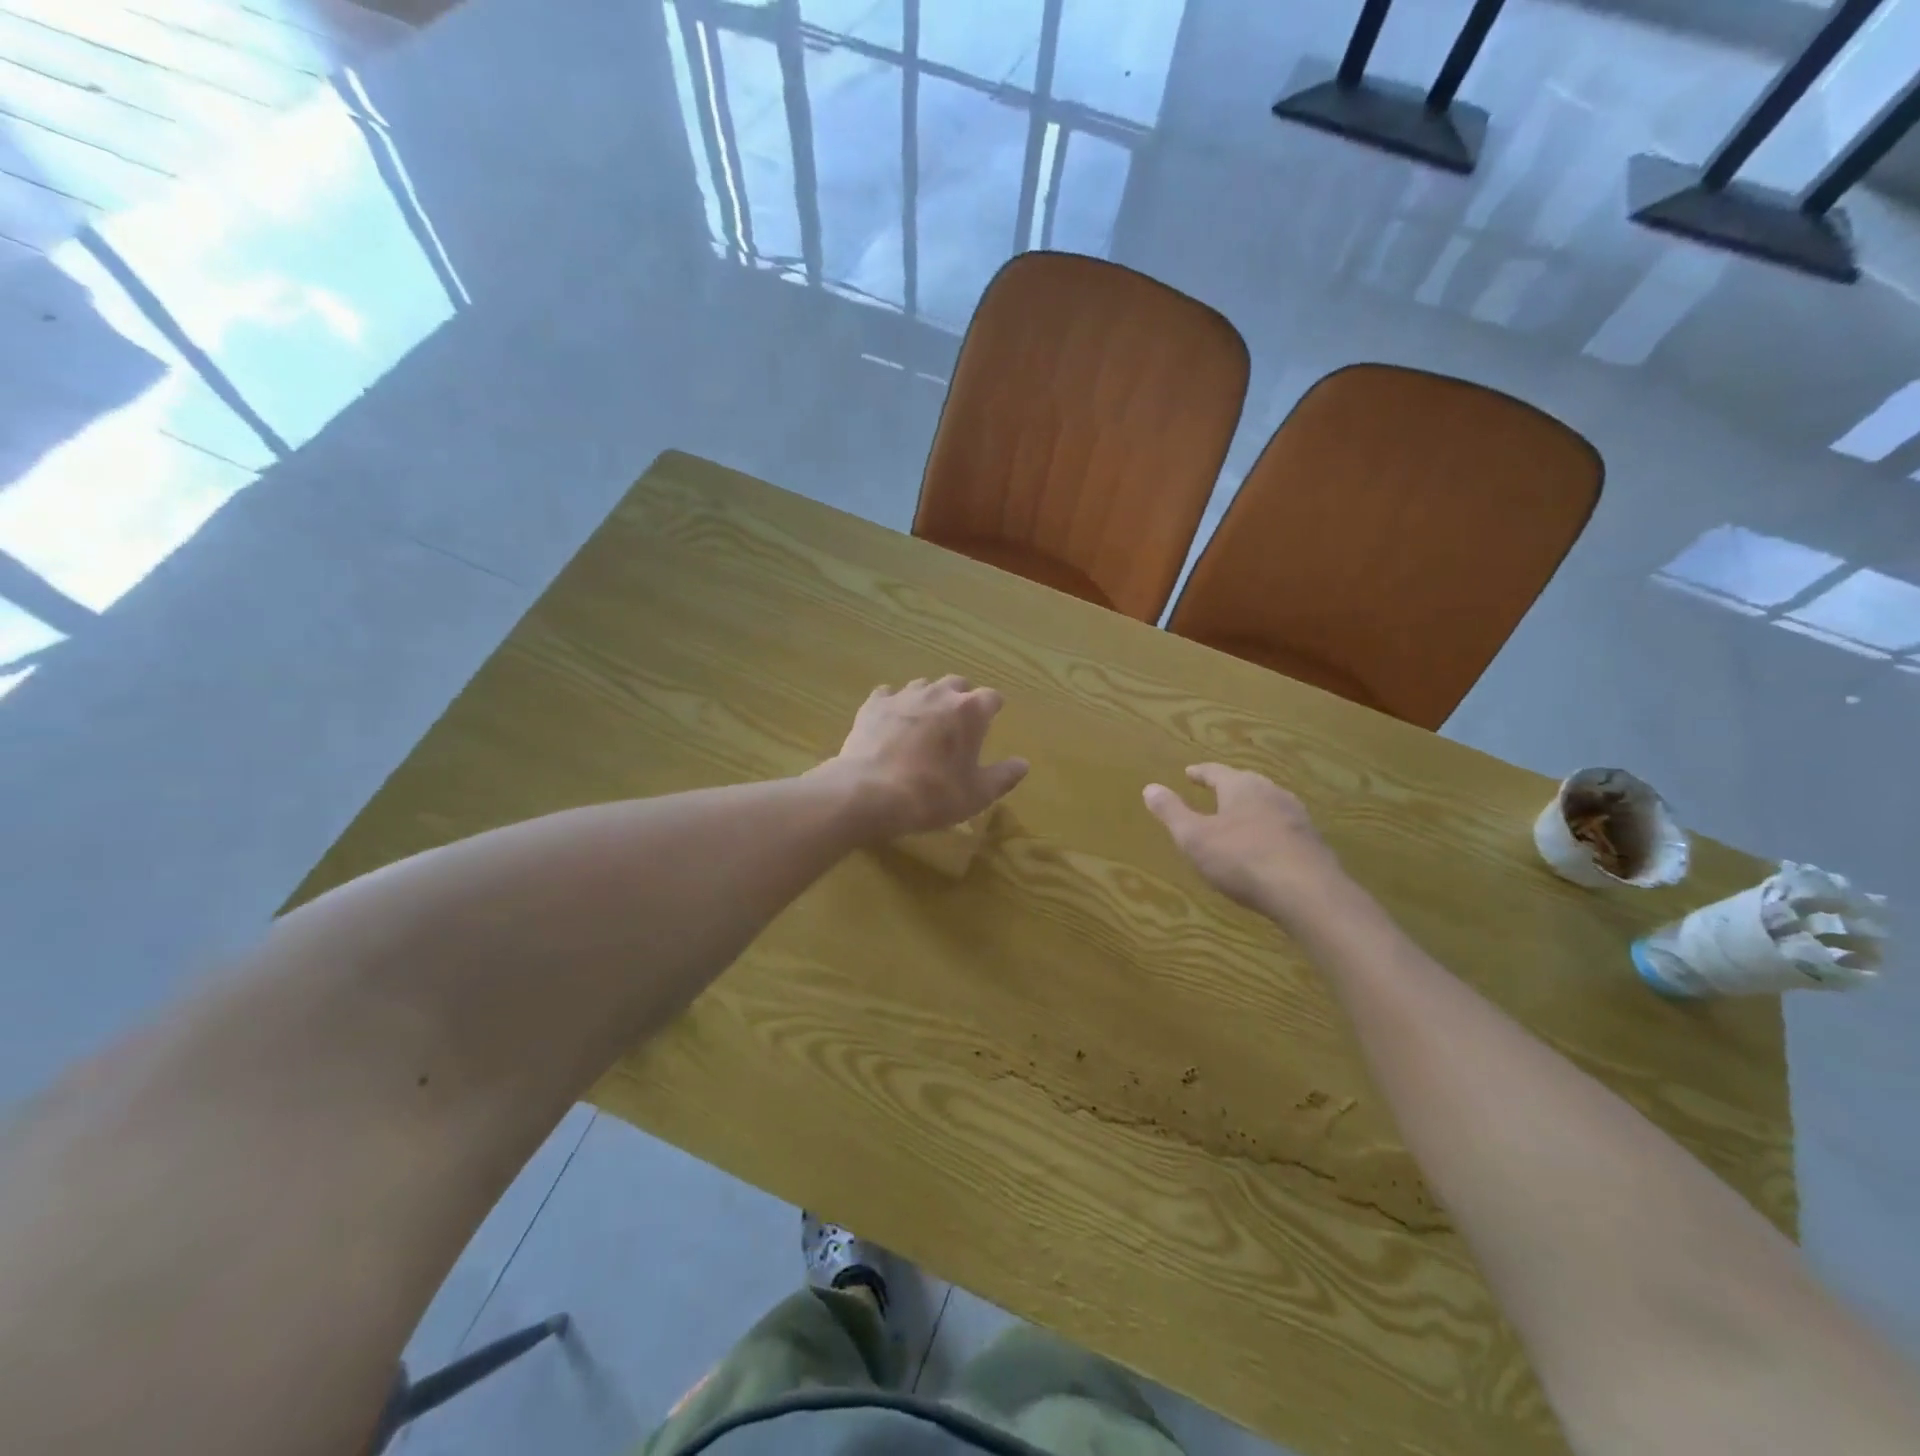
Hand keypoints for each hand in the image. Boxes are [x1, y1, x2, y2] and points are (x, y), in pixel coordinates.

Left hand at [826, 677, 1028, 840]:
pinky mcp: (874, 705)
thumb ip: (1004, 776)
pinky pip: (888, 695)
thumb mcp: (977, 794)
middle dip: (962, 698)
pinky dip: (894, 706)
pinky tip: (891, 724)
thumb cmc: (933, 795)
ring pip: (923, 686)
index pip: (992, 697)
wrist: (870, 793)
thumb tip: (1023, 763)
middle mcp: (939, 694)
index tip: (991, 721)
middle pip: (958, 684)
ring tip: (925, 724)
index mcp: (970, 711)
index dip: (993, 709)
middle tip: (958, 724)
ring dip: (929, 700)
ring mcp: (904, 696)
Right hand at [1143, 764, 1343, 914]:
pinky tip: (1266, 844)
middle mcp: (1271, 792)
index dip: (1200, 773)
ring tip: (1239, 816)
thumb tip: (1149, 787)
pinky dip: (1269, 829)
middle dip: (1229, 786)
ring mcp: (1296, 816)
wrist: (1307, 892)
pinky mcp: (1312, 841)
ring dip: (1252, 807)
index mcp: (1241, 787)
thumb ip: (1171, 812)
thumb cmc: (1241, 859)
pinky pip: (1284, 827)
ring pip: (1268, 803)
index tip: (1189, 772)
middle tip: (1215, 790)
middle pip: (1246, 783)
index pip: (1216, 772)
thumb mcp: (1194, 837)